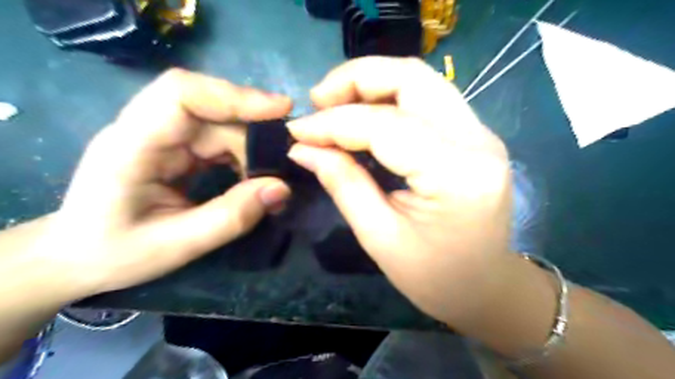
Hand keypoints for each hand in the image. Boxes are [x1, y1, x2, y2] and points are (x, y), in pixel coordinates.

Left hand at [33, 66, 292, 299]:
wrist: (77, 256)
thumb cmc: (114, 252)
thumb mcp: (177, 245)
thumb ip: (232, 217)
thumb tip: (281, 188)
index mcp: (132, 145)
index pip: (182, 94)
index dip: (234, 95)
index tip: (280, 110)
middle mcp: (147, 130)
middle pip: (212, 112)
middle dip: (254, 135)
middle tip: (285, 163)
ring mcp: (163, 137)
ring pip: (220, 126)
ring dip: (252, 149)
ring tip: (272, 179)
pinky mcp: (177, 148)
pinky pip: (219, 141)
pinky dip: (243, 156)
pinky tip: (254, 178)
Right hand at [287, 58, 515, 326]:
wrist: (485, 286)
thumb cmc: (434, 277)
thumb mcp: (379, 238)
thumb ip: (343, 184)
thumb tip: (303, 148)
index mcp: (456, 174)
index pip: (385, 126)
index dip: (334, 123)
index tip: (297, 131)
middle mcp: (477, 141)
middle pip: (411, 78)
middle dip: (355, 79)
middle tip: (317, 101)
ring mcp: (480, 133)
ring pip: (420, 80)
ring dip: (371, 83)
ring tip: (334, 104)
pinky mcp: (473, 135)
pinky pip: (426, 99)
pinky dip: (388, 98)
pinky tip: (363, 114)